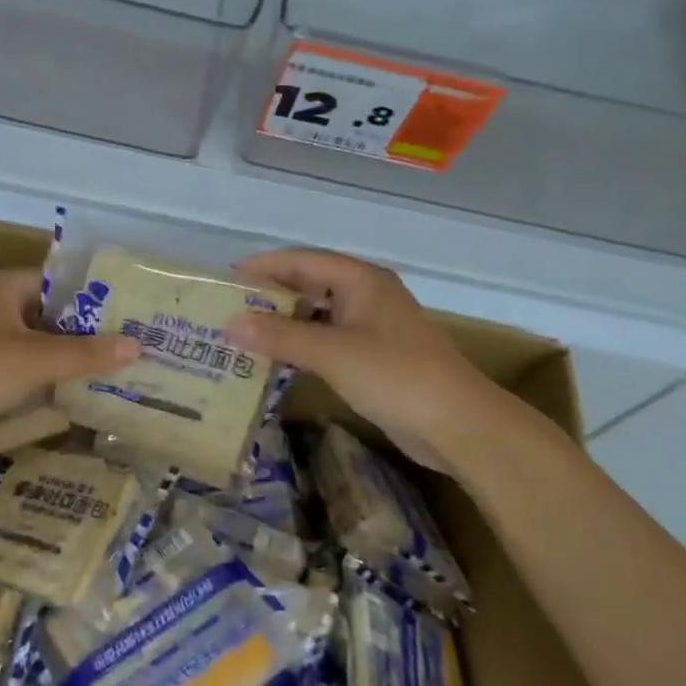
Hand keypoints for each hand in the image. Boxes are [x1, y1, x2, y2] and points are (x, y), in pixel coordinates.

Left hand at [0, 268, 138, 442]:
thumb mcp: (38, 360)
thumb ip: (87, 353)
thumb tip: (136, 345)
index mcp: (0, 285)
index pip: (55, 283)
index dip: (89, 301)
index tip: (120, 320)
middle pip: (41, 312)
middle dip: (75, 332)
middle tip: (114, 350)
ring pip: (23, 339)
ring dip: (52, 356)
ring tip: (93, 373)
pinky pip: (6, 362)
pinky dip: (28, 374)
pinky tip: (52, 392)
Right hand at [226, 249, 520, 474]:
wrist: (458, 425)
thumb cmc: (395, 376)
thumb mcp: (332, 353)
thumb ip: (280, 336)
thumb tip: (230, 324)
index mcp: (362, 280)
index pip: (303, 261)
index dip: (264, 267)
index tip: (227, 279)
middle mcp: (367, 296)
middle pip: (310, 286)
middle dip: (271, 297)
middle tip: (229, 310)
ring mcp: (372, 328)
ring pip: (318, 316)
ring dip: (285, 325)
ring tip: (243, 335)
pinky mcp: (375, 358)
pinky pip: (328, 342)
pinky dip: (302, 347)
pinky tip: (276, 361)